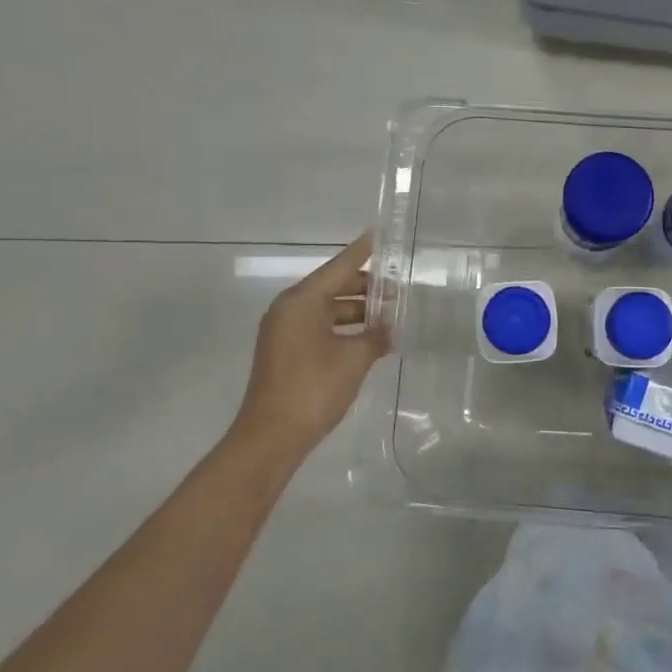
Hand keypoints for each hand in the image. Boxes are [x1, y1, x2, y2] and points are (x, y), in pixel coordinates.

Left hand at [227, 231, 391, 462]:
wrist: (273, 436)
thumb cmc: (314, 388)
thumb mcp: (354, 359)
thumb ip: (376, 336)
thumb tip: (389, 329)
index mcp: (301, 302)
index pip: (338, 267)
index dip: (361, 253)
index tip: (377, 235)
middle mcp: (289, 310)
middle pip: (333, 288)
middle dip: (366, 289)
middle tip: (398, 290)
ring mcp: (285, 333)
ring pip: (328, 311)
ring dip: (358, 313)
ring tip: (391, 317)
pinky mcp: (287, 353)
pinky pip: (321, 329)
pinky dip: (345, 330)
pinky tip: (370, 340)